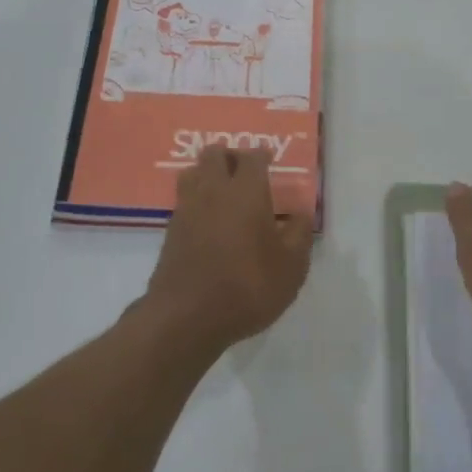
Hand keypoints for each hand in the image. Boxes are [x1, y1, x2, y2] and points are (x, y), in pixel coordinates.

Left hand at [140, 146, 313, 357]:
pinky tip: (207, 219)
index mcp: (246, 191)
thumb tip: (301, 211)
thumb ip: (299, 233)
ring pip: (192, 172)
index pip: (252, 157)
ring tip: (222, 191)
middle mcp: (213, 190)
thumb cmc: (248, 287)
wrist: (187, 317)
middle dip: (230, 156)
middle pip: (214, 154)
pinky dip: (195, 199)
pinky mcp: (170, 231)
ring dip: (207, 173)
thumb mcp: (291, 266)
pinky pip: (183, 200)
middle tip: (244, 172)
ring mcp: (186, 209)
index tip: (270, 161)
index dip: (262, 155)